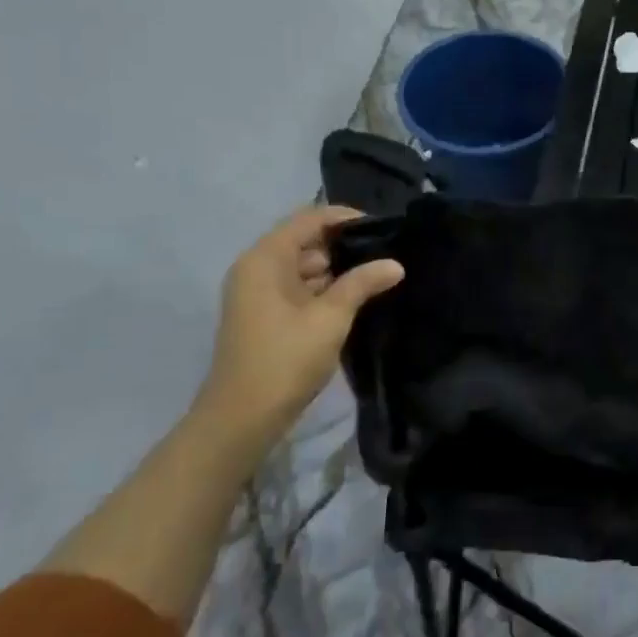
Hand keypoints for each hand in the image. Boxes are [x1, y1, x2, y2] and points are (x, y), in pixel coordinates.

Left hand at [188, 206, 403, 452]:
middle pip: (305, 240)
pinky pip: (297, 288)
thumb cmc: (285, 359)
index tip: (383, 228)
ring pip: (303, 266)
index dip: (346, 218)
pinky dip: (323, 289)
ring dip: (336, 270)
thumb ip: (362, 284)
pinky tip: (354, 298)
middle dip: (344, 246)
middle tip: (386, 254)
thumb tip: (395, 264)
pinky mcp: (264, 315)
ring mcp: (257, 293)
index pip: (309, 219)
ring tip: (377, 275)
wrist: (242, 417)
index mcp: (265, 259)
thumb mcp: (330, 318)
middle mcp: (256, 268)